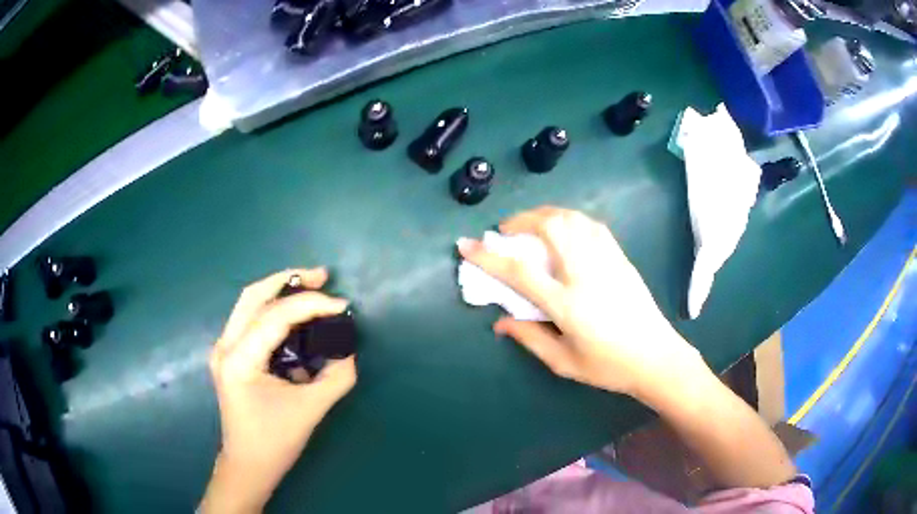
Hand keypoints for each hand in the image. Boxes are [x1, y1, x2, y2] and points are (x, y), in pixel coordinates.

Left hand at [200, 268, 356, 513]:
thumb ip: (336, 378)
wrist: (247, 465)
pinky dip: (274, 311)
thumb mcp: (310, 410)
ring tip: (312, 288)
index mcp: (239, 360)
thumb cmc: (275, 442)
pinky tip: (296, 317)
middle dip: (289, 280)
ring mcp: (223, 349)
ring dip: (280, 291)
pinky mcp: (230, 355)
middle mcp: (225, 346)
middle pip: (253, 295)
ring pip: (249, 303)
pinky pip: (251, 320)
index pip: (276, 316)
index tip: (343, 306)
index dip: (311, 304)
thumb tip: (348, 350)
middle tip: (322, 277)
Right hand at [458, 207, 706, 400]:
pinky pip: (593, 226)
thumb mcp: (563, 362)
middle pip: (551, 227)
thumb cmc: (609, 366)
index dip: (488, 256)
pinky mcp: (622, 258)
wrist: (656, 357)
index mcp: (568, 304)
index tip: (466, 244)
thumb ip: (529, 338)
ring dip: (547, 214)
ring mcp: (608, 261)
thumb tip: (500, 322)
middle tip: (507, 229)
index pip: (520, 272)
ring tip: (533, 224)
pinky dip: (572, 219)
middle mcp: (586, 274)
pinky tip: (565, 228)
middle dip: (522, 220)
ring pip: (574, 219)